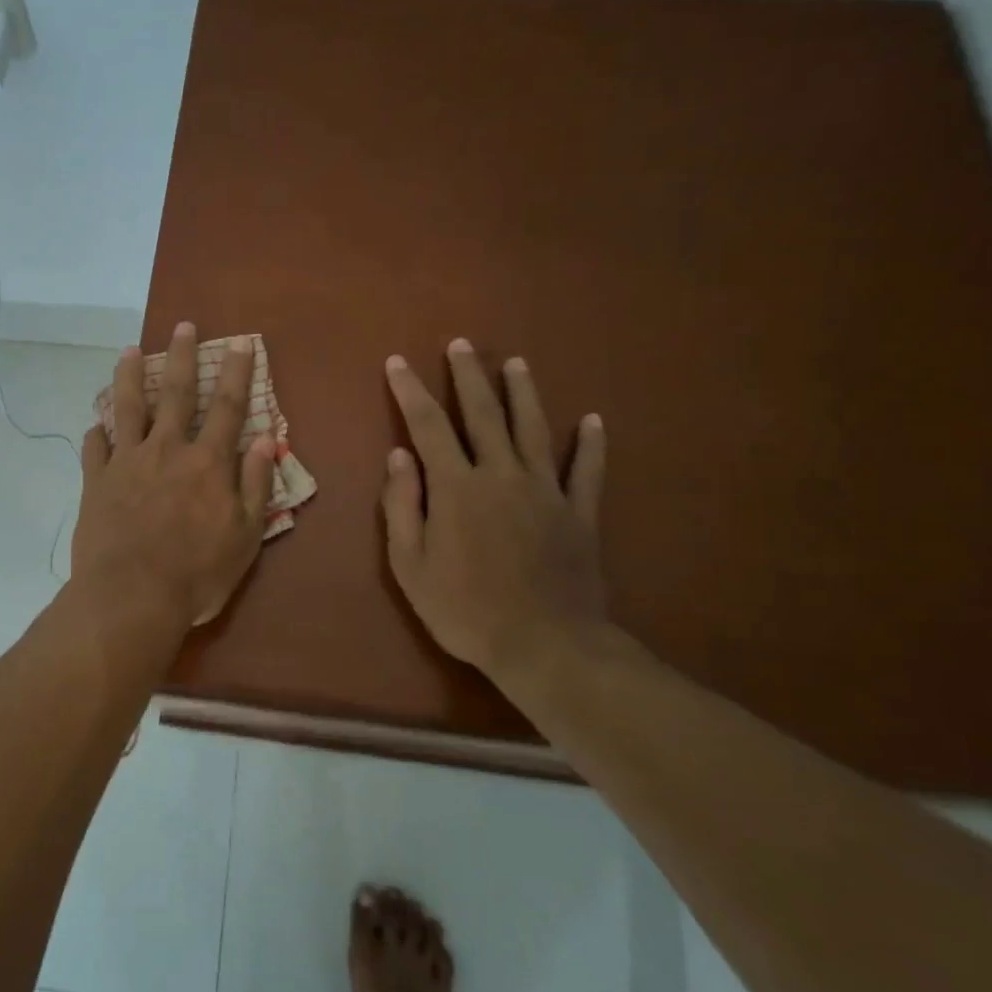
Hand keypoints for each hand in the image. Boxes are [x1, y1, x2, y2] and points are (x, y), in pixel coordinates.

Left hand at [73, 324, 276, 630]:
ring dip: (128, 377)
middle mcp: (166, 450)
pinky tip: (94, 425)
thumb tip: (266, 439)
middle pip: (175, 393)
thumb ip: (255, 483)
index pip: (227, 407)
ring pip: (127, 408)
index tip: (240, 343)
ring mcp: (126, 462)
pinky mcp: (95, 482)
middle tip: (182, 326)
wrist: (131, 596)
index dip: (236, 373)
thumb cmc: (197, 573)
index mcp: (207, 462)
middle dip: (180, 357)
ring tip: (128, 351)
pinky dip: (96, 434)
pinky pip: (94, 449)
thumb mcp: (245, 536)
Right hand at [381, 341, 608, 678]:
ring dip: (523, 393)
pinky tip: (594, 420)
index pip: (427, 426)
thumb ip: (402, 506)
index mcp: (456, 488)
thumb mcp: (410, 566)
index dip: (410, 391)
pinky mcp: (580, 513)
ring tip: (516, 363)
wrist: (545, 646)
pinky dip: (592, 444)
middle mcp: (501, 475)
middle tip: (461, 344)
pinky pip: (588, 470)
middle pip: (483, 414)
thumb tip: (398, 456)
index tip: (398, 363)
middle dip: (468, 377)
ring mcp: (546, 491)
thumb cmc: (465, 610)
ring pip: (534, 430)